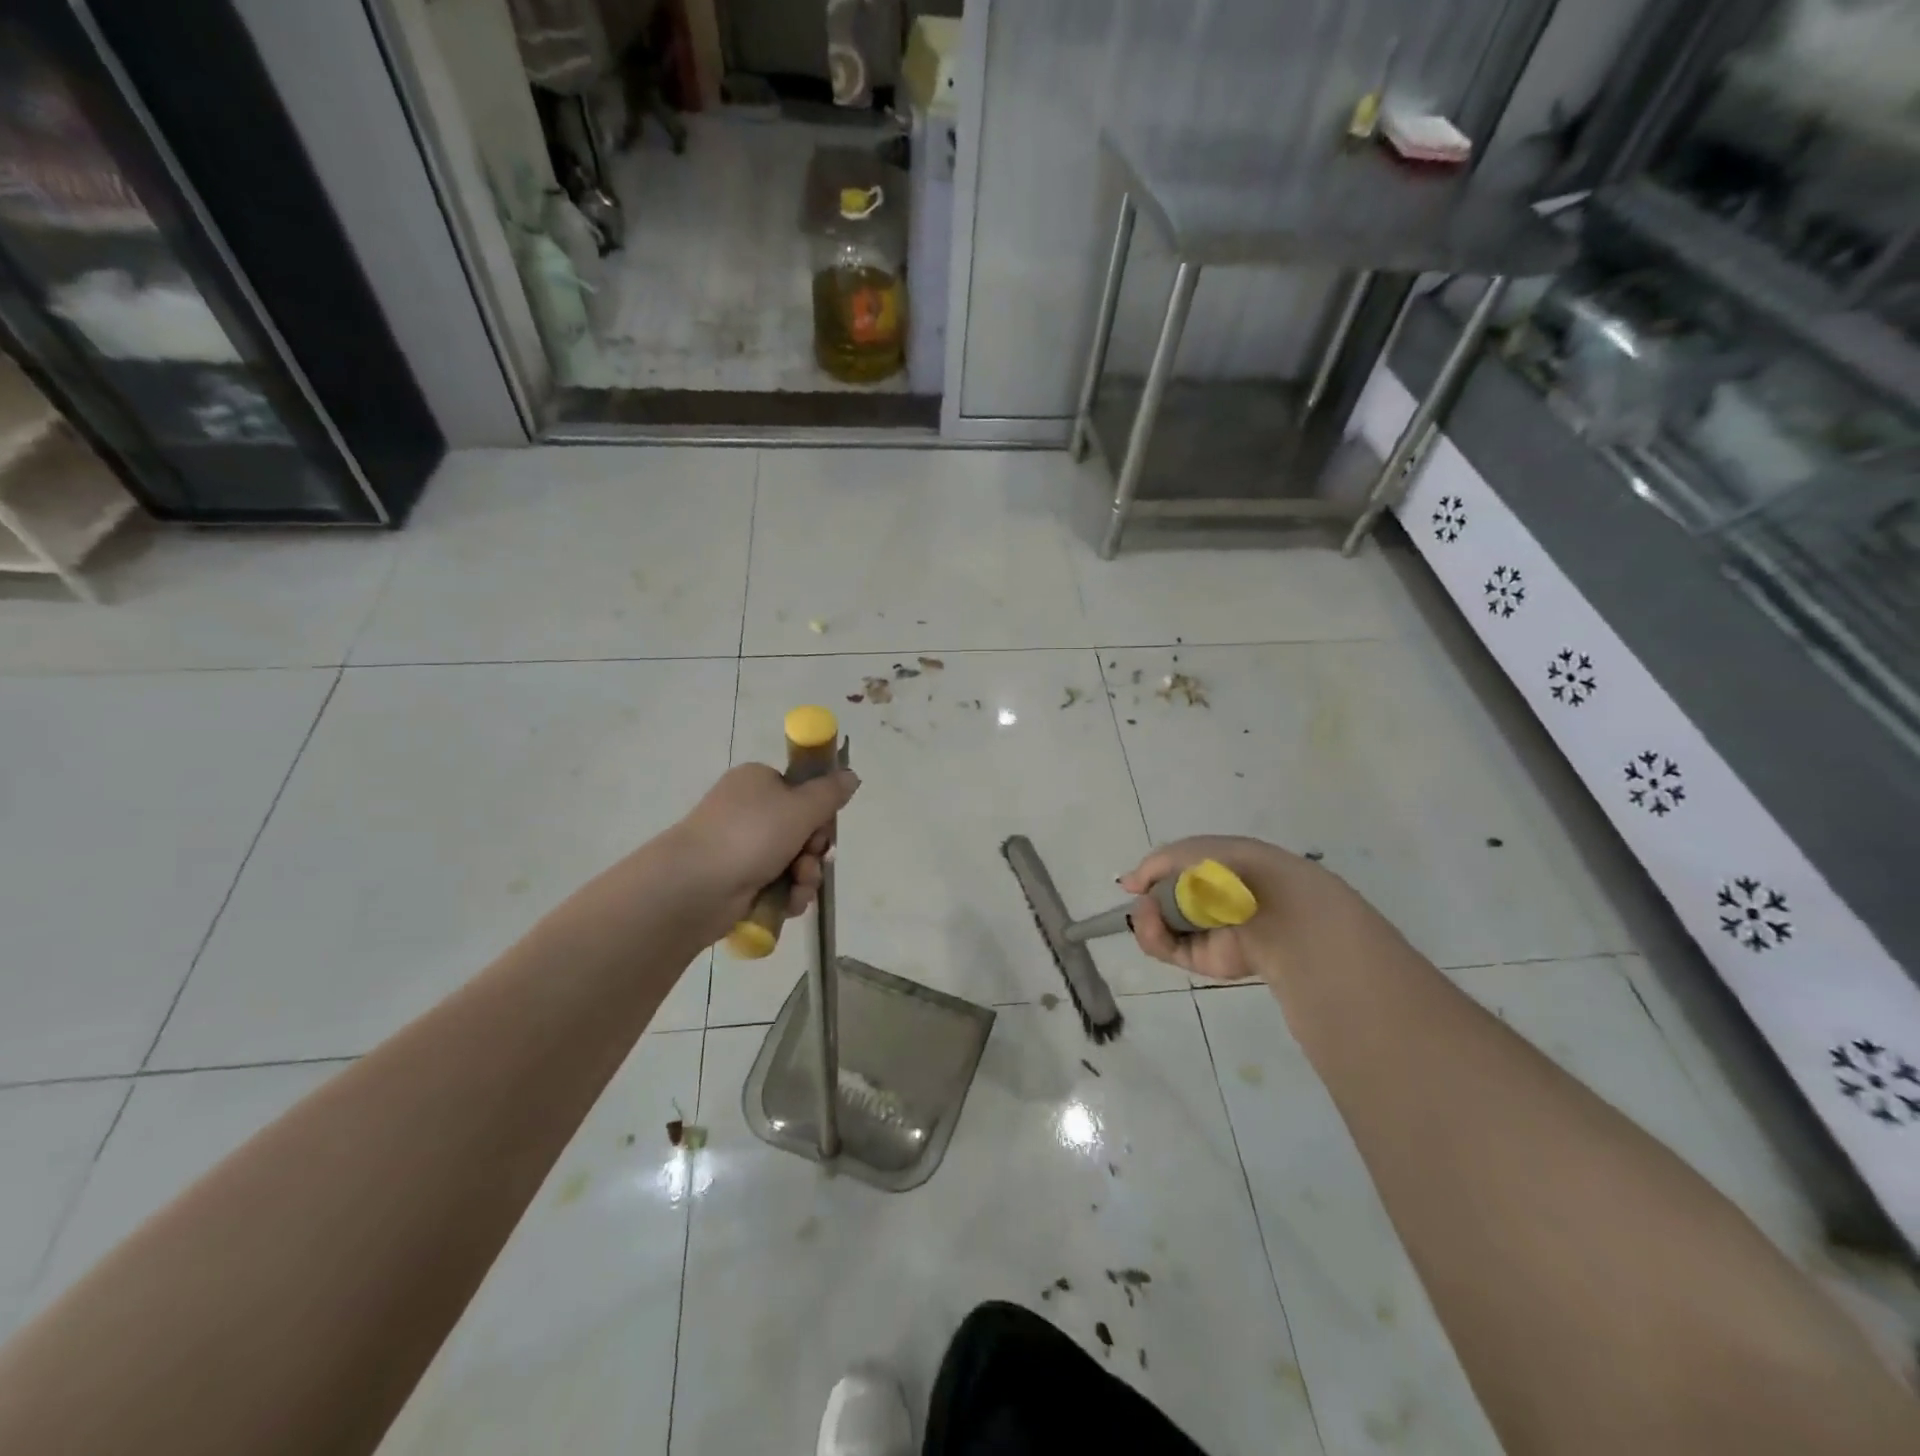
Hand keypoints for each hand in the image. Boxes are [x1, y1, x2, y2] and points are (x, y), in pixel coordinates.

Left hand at [668, 763, 859, 932]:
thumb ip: (831, 793)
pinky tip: (788, 903)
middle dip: (813, 851)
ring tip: (798, 887)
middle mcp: (748, 811)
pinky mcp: (737, 881)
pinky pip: (776, 885)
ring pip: (793, 861)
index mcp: (757, 782)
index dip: (819, 811)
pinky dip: (787, 894)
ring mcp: (740, 847)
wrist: (695, 886)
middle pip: (801, 829)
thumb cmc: (750, 835)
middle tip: (810, 859)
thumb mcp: (801, 807)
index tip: (824, 826)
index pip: (800, 791)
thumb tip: (851, 776)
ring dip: (805, 877)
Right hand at [1120, 835, 1386, 985]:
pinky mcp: (1203, 961)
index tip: (1135, 883)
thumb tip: (1128, 884)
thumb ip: (1152, 867)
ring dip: (1146, 918)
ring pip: (1159, 929)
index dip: (1152, 879)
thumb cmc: (1229, 867)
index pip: (1174, 877)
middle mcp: (1208, 903)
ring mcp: (1205, 933)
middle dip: (1146, 901)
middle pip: (1162, 906)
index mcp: (1212, 872)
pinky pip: (1167, 949)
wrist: (1269, 906)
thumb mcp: (1184, 852)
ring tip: (1148, 910)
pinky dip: (1153, 936)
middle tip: (1143, 898)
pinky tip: (1153, 921)